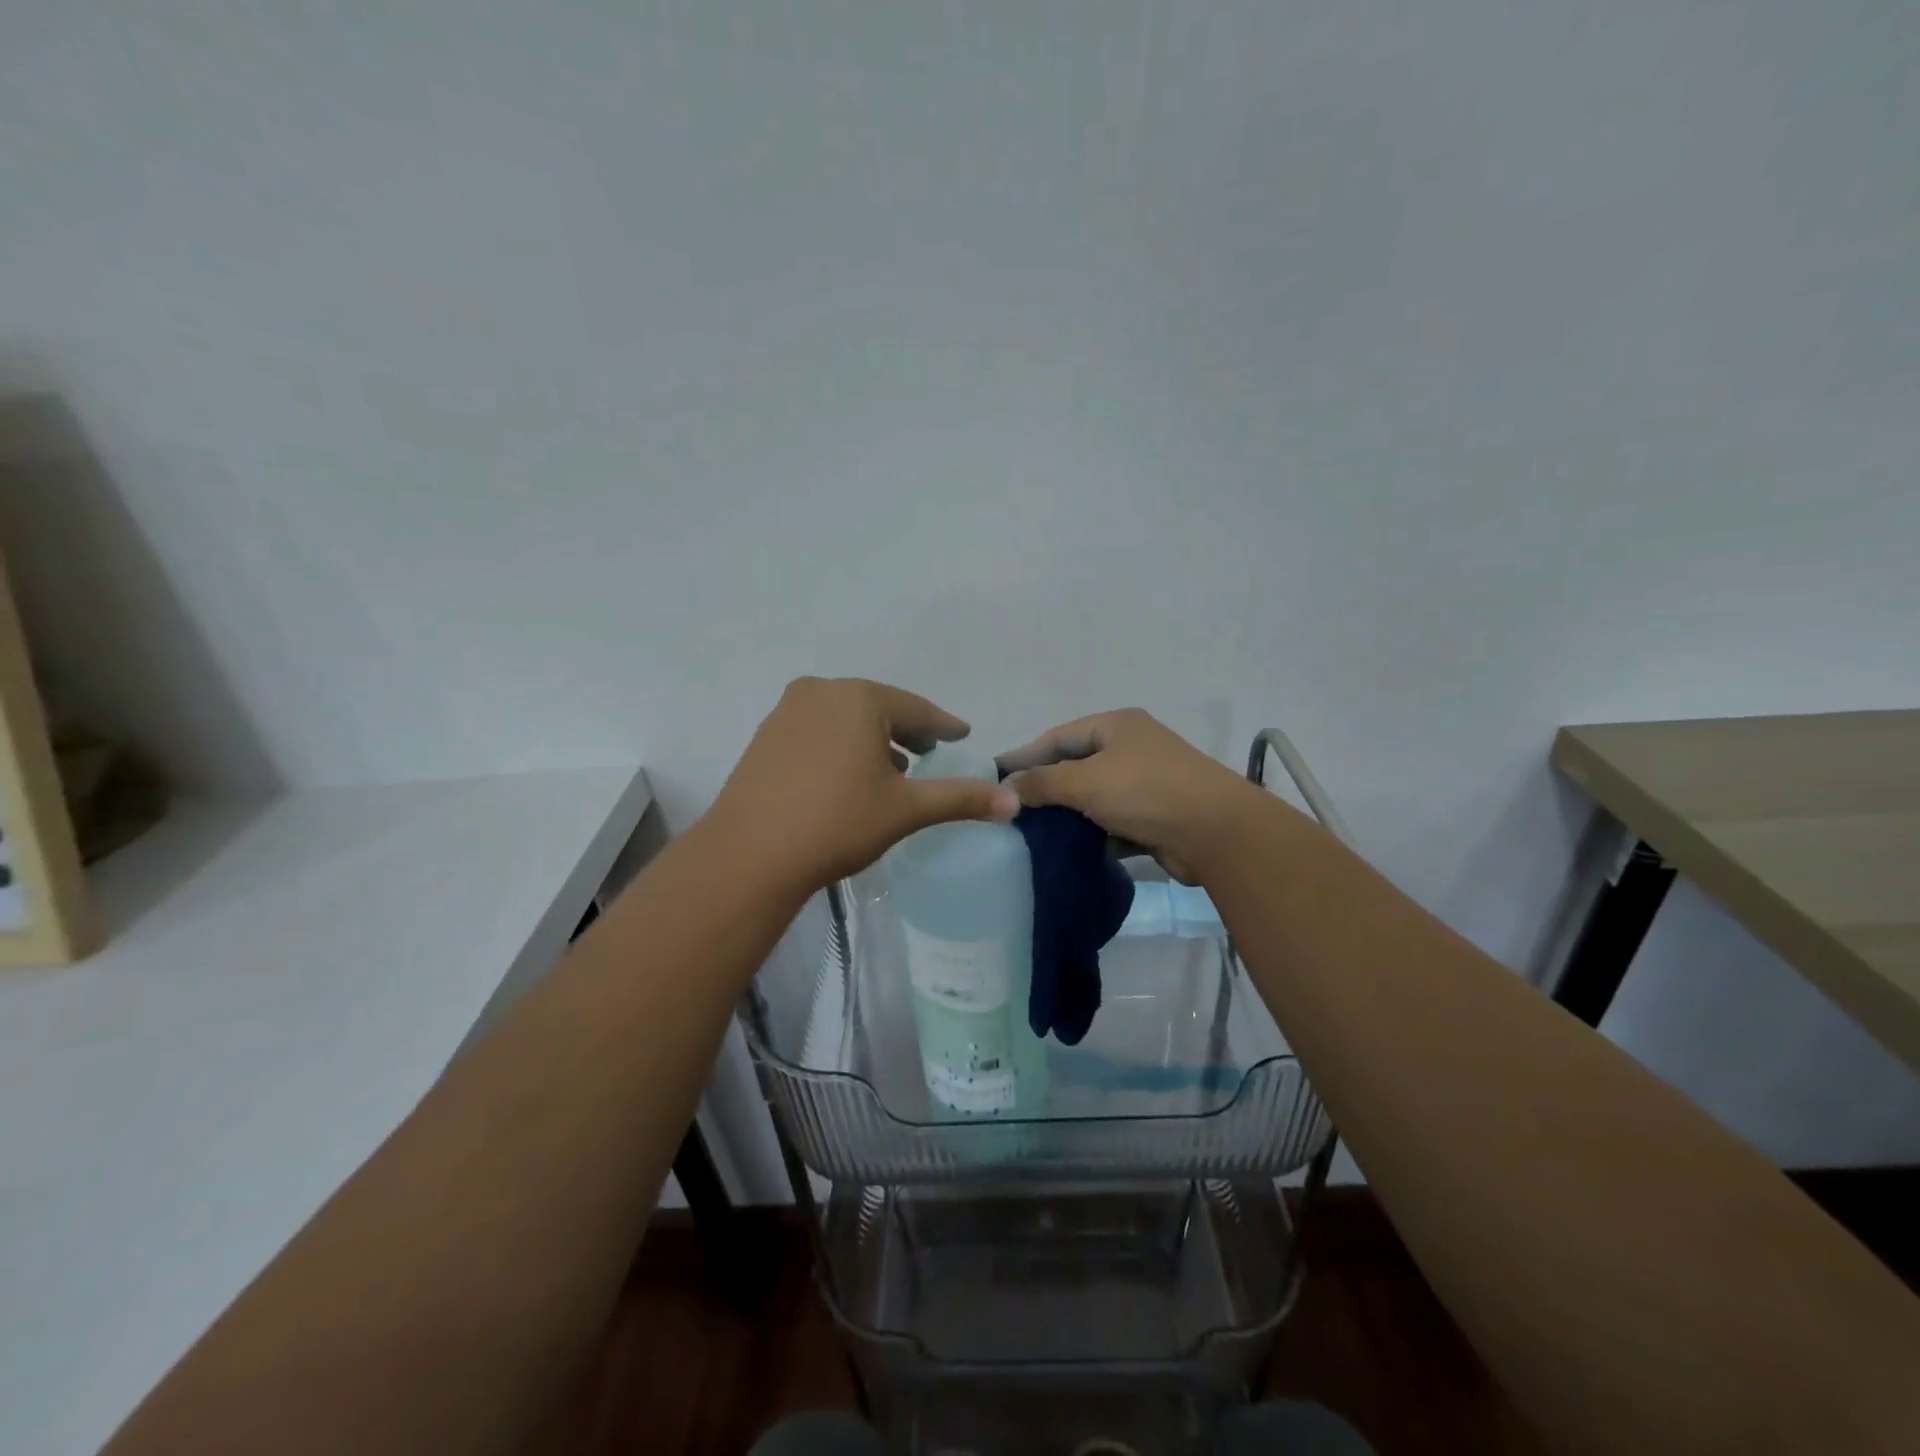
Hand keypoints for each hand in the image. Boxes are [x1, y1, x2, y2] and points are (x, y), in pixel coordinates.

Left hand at [707, 677, 1018, 892]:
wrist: (749, 854)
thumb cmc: (837, 822)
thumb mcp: (905, 809)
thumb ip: (960, 799)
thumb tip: (1014, 802)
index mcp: (860, 699)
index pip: (916, 709)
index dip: (943, 725)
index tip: (962, 734)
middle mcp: (822, 692)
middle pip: (878, 707)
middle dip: (907, 729)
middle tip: (930, 749)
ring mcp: (787, 712)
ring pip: (845, 718)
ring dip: (872, 737)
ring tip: (893, 766)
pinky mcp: (765, 736)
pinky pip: (817, 730)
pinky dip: (841, 744)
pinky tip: (848, 773)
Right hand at [996, 709, 1259, 882]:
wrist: (1216, 833)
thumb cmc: (1146, 792)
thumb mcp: (1085, 781)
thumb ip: (1042, 782)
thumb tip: (1008, 787)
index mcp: (1116, 726)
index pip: (1058, 737)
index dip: (1025, 755)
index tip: (994, 773)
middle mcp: (1131, 749)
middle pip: (1075, 765)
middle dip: (1044, 786)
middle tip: (1009, 807)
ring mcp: (1145, 784)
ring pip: (1093, 797)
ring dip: (1067, 813)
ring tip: (1030, 832)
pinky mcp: (1154, 817)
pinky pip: (1111, 822)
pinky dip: (1091, 833)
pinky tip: (1066, 849)